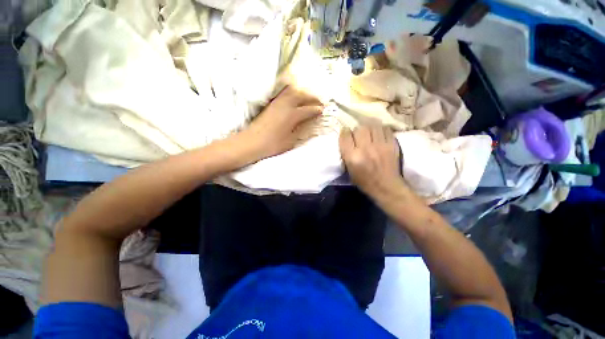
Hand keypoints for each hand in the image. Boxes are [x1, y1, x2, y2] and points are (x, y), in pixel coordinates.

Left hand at [240, 86, 322, 159]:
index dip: (316, 110)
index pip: (308, 109)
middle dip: (313, 98)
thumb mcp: (290, 140)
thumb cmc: (272, 145)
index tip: (322, 110)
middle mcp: (285, 105)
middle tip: (319, 102)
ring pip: (293, 91)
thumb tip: (306, 122)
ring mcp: (277, 102)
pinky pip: (284, 93)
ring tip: (308, 97)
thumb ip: (299, 129)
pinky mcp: (270, 104)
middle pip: (302, 96)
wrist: (251, 142)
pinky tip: (294, 97)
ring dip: (302, 93)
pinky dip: (292, 92)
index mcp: (292, 115)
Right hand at [339, 125, 405, 198]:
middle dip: (357, 130)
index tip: (346, 134)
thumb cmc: (365, 182)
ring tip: (369, 132)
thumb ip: (346, 154)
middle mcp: (365, 149)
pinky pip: (385, 129)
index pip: (345, 136)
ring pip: (372, 125)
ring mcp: (380, 145)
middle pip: (359, 128)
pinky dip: (380, 129)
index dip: (344, 133)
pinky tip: (379, 134)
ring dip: (368, 127)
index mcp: (353, 157)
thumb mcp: (349, 171)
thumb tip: (347, 140)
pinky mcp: (392, 144)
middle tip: (358, 135)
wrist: (387, 187)